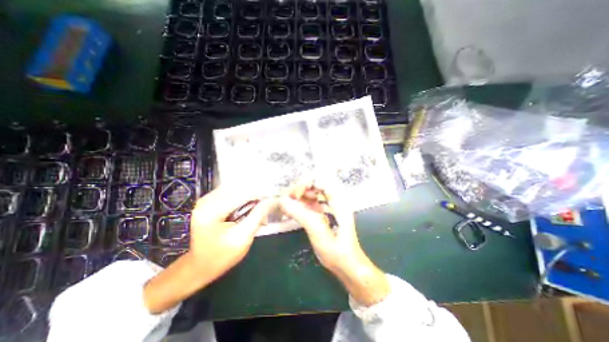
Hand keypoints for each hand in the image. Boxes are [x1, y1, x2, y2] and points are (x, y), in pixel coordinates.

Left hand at [143, 189, 275, 313]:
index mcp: (211, 211)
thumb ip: (258, 216)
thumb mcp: (243, 237)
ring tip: (260, 201)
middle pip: (238, 188)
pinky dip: (241, 195)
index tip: (275, 195)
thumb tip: (272, 200)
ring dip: (249, 193)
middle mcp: (205, 201)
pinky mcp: (207, 202)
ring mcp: (204, 200)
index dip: (260, 193)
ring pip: (234, 188)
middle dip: (255, 192)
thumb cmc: (221, 256)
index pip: (242, 194)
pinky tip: (248, 203)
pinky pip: (228, 192)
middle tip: (268, 200)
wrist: (198, 267)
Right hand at [281, 183, 389, 305]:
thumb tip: (282, 200)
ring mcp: (329, 206)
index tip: (293, 196)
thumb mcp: (318, 232)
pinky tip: (292, 211)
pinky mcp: (325, 214)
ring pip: (312, 194)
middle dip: (300, 190)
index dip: (305, 184)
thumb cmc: (337, 251)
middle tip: (286, 200)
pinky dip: (301, 205)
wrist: (348, 267)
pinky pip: (311, 203)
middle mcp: (334, 200)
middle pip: (315, 185)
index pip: (320, 180)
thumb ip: (300, 214)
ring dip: (299, 197)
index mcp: (338, 200)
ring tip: (286, 205)